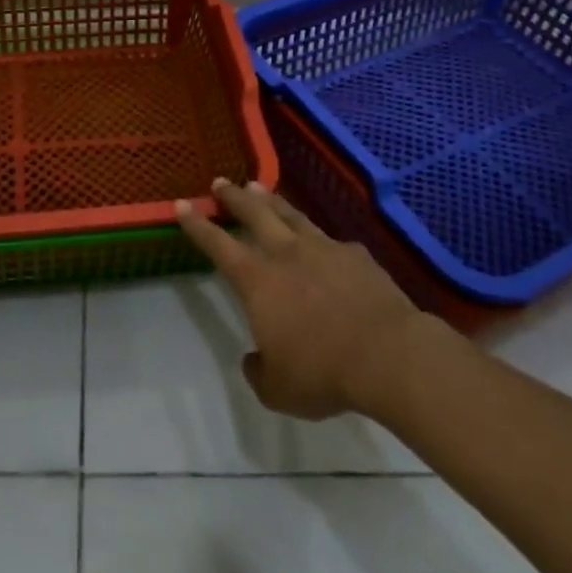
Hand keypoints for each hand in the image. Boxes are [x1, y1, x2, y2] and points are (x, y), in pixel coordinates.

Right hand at [175, 179, 432, 420]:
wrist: (388, 355)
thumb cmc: (323, 373)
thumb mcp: (278, 389)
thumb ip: (259, 371)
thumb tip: (254, 359)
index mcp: (258, 282)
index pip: (218, 245)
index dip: (198, 225)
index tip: (183, 205)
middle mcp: (286, 254)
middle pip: (254, 214)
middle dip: (234, 197)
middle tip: (221, 182)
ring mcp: (324, 249)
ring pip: (291, 216)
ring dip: (273, 201)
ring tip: (260, 188)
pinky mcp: (357, 256)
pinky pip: (333, 241)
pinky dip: (321, 238)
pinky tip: (325, 242)